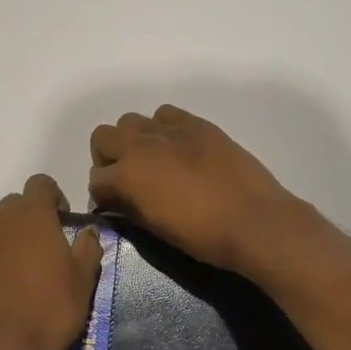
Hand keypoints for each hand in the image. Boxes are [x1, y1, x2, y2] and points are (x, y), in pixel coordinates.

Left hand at [0, 175, 102, 349]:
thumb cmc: (52, 307)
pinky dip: (2, 256)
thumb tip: (89, 231)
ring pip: (0, 225)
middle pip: (17, 202)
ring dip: (16, 234)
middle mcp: (2, 221)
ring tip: (34, 264)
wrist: (4, 349)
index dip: (55, 196)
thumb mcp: (83, 278)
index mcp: (32, 214)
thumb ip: (88, 247)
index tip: (65, 219)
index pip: (40, 183)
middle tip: (52, 241)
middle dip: (34, 214)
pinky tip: (15, 284)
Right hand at [86, 106, 307, 276]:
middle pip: (103, 137)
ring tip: (152, 161)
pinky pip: (165, 114)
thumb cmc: (202, 235)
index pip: (96, 180)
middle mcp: (141, 145)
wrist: (254, 221)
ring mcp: (170, 130)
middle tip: (126, 179)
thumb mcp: (155, 229)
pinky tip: (177, 148)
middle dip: (108, 158)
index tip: (113, 206)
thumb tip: (117, 202)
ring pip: (131, 121)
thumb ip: (129, 209)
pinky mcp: (197, 124)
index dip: (102, 195)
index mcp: (127, 175)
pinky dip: (162, 128)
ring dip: (133, 140)